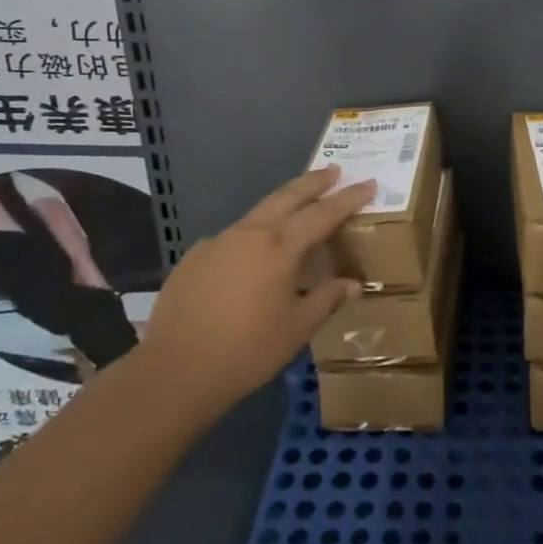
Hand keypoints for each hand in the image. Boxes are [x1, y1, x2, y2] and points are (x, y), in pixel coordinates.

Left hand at [142, 167, 373, 403]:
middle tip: (334, 171)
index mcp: (280, 247)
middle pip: (288, 196)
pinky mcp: (193, 258)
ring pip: (258, 213)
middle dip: (314, 182)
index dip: (348, 198)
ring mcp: (217, 242)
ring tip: (297, 208)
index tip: (368, 183)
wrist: (174, 372)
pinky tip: (251, 256)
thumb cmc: (247, 351)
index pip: (323, 213)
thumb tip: (353, 284)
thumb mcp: (298, 328)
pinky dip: (251, 236)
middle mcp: (250, 234)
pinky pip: (231, 238)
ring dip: (282, 205)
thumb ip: (327, 299)